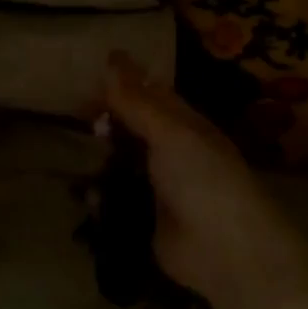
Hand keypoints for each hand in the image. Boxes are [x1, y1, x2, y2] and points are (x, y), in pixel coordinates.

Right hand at [103, 52, 307, 308]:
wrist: (226, 252)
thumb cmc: (203, 179)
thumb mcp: (169, 132)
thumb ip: (136, 100)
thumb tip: (112, 55)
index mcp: (184, 125)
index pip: (149, 95)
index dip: (121, 86)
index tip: (86, 84)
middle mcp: (171, 152)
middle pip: (131, 129)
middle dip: (106, 124)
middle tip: (82, 123)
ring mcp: (157, 187)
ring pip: (119, 164)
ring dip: (99, 162)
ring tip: (81, 161)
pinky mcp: (144, 218)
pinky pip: (114, 200)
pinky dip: (100, 198)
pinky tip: (90, 197)